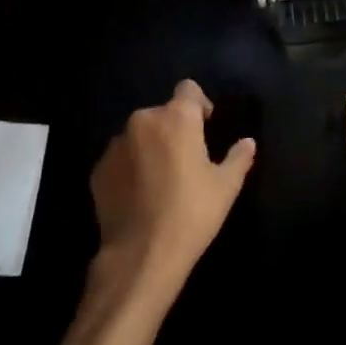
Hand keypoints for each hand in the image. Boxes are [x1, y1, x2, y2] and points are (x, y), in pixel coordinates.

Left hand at [90, 80, 255, 298]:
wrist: (140, 255)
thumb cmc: (191, 213)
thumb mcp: (226, 186)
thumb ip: (238, 158)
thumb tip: (248, 143)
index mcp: (177, 118)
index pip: (188, 89)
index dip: (199, 103)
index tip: (206, 126)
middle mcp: (143, 121)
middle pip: (163, 113)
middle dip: (174, 129)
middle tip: (186, 159)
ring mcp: (116, 145)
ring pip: (139, 135)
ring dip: (151, 147)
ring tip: (161, 179)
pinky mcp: (98, 169)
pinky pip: (120, 158)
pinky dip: (130, 167)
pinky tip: (140, 195)